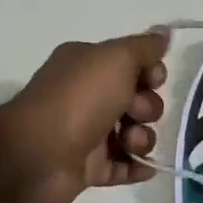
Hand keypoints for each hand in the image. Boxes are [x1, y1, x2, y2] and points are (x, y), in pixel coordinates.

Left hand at [0, 29, 168, 202]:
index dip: (150, 71)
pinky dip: (136, 167)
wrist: (38, 155)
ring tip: (129, 144)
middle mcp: (85, 96)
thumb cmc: (78, 99)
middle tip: (134, 113)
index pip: (131, 63)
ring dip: (142, 139)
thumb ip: (144, 47)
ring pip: (133, 134)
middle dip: (147, 108)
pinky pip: (123, 166)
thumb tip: (164, 33)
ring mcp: (86, 134)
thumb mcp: (116, 59)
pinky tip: (144, 168)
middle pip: (137, 100)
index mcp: (86, 65)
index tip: (154, 80)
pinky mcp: (88, 168)